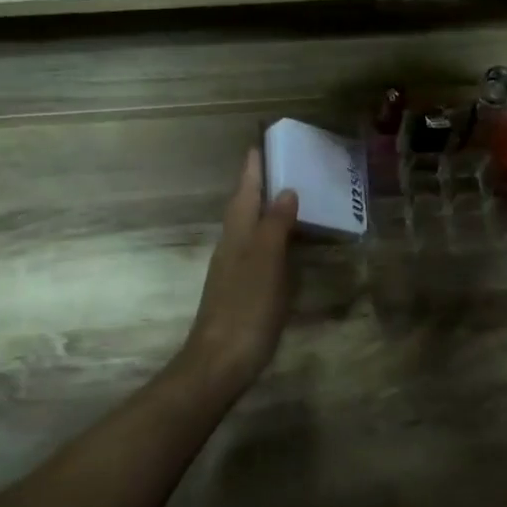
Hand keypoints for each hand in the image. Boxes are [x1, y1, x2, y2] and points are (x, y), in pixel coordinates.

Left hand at [180, 148, 297, 398]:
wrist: (220, 362)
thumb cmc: (246, 307)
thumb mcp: (267, 262)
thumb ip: (275, 225)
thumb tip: (285, 190)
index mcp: (237, 235)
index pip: (244, 193)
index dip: (252, 170)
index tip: (259, 145)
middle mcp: (231, 247)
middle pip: (244, 208)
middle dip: (258, 186)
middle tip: (280, 166)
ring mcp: (233, 271)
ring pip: (248, 230)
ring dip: (264, 211)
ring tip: (287, 198)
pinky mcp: (240, 292)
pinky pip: (256, 252)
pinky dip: (270, 239)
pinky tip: (283, 247)